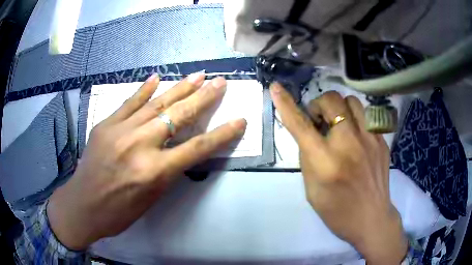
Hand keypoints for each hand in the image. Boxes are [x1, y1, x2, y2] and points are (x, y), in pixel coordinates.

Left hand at [47, 73, 246, 249]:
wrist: (82, 205)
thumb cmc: (118, 212)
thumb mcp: (151, 198)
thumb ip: (166, 171)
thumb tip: (180, 149)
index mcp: (153, 172)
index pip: (197, 148)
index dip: (222, 134)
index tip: (240, 120)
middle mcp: (139, 146)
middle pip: (178, 116)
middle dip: (203, 98)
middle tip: (220, 82)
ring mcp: (119, 131)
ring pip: (155, 104)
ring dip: (179, 88)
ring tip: (198, 75)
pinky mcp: (105, 124)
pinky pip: (128, 103)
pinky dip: (144, 90)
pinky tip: (156, 77)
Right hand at [270, 83, 406, 264]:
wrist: (371, 218)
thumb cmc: (337, 210)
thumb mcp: (312, 188)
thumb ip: (308, 157)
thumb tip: (310, 132)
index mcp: (326, 162)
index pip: (301, 125)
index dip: (285, 104)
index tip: (276, 87)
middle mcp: (349, 145)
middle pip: (332, 101)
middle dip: (319, 104)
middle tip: (319, 121)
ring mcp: (370, 140)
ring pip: (352, 101)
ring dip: (339, 108)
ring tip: (339, 124)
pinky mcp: (382, 141)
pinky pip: (366, 116)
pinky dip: (355, 120)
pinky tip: (355, 137)